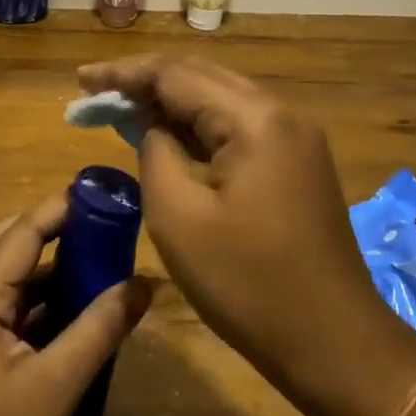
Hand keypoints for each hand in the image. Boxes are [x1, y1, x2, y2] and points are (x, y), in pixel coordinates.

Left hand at [0, 195, 154, 415]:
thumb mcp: (56, 386)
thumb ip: (99, 330)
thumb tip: (143, 284)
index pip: (21, 234)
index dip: (59, 210)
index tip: (100, 194)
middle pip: (8, 248)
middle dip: (53, 233)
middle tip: (100, 228)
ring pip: (11, 281)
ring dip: (50, 270)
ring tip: (100, 264)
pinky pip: (12, 312)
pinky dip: (44, 304)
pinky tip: (80, 314)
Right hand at [74, 56, 398, 415]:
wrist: (333, 341)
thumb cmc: (248, 283)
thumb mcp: (179, 216)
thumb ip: (156, 152)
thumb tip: (156, 128)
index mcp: (255, 119)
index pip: (177, 75)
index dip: (125, 74)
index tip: (82, 81)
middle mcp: (281, 114)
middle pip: (202, 78)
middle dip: (147, 82)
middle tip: (97, 92)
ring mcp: (296, 138)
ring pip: (222, 101)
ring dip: (173, 103)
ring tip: (124, 110)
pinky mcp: (297, 164)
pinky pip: (239, 128)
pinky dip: (200, 127)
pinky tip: (170, 136)